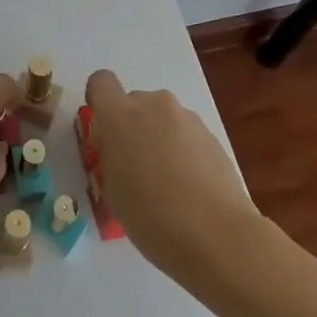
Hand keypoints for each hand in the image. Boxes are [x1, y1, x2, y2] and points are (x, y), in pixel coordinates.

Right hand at [84, 70, 259, 274]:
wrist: (216, 234)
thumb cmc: (150, 215)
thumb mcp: (112, 188)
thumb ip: (111, 154)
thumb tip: (119, 146)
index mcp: (120, 115)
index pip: (101, 82)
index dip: (100, 100)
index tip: (104, 129)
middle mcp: (153, 105)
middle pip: (135, 102)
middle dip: (133, 126)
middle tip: (136, 166)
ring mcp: (187, 117)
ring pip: (163, 118)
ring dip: (159, 138)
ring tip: (168, 183)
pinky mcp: (212, 134)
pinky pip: (186, 134)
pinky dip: (183, 151)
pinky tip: (190, 187)